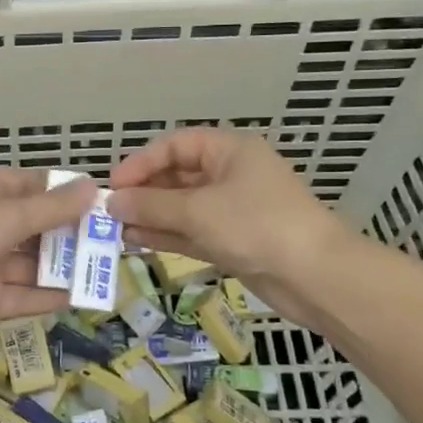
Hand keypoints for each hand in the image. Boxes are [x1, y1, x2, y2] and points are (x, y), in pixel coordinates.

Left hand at [0, 168, 97, 347]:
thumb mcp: (7, 215)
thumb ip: (51, 207)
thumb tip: (93, 186)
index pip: (30, 185)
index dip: (62, 192)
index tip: (100, 201)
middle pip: (35, 226)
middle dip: (69, 233)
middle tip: (112, 238)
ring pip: (32, 263)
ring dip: (64, 266)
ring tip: (106, 268)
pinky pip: (23, 295)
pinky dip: (49, 296)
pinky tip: (81, 296)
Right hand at [107, 128, 343, 305]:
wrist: (315, 276)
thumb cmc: (256, 226)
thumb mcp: (198, 211)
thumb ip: (151, 205)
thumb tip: (112, 203)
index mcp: (229, 150)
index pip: (174, 146)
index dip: (141, 162)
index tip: (113, 186)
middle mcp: (229, 174)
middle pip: (176, 176)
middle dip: (142, 193)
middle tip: (107, 212)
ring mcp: (231, 209)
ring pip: (180, 207)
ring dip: (149, 217)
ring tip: (113, 230)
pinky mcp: (232, 240)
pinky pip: (190, 231)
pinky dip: (165, 235)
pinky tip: (135, 242)